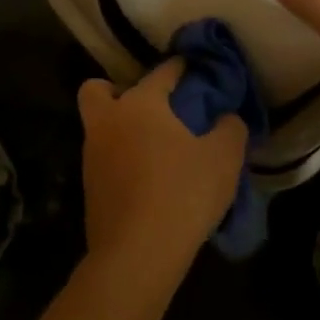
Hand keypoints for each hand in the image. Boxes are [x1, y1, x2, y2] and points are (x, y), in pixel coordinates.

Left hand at [78, 60, 247, 283]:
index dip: (183, 67)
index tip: (196, 68)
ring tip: (157, 147)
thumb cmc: (183, 193)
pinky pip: (104, 159)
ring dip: (122, 128)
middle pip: (99, 90)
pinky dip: (121, 159)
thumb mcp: (224, 157)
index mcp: (140, 104)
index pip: (163, 72)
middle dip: (120, 90)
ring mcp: (92, 156)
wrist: (137, 253)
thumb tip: (226, 118)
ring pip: (100, 126)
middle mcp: (108, 122)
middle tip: (152, 108)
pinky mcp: (89, 187)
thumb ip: (230, 128)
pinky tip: (148, 176)